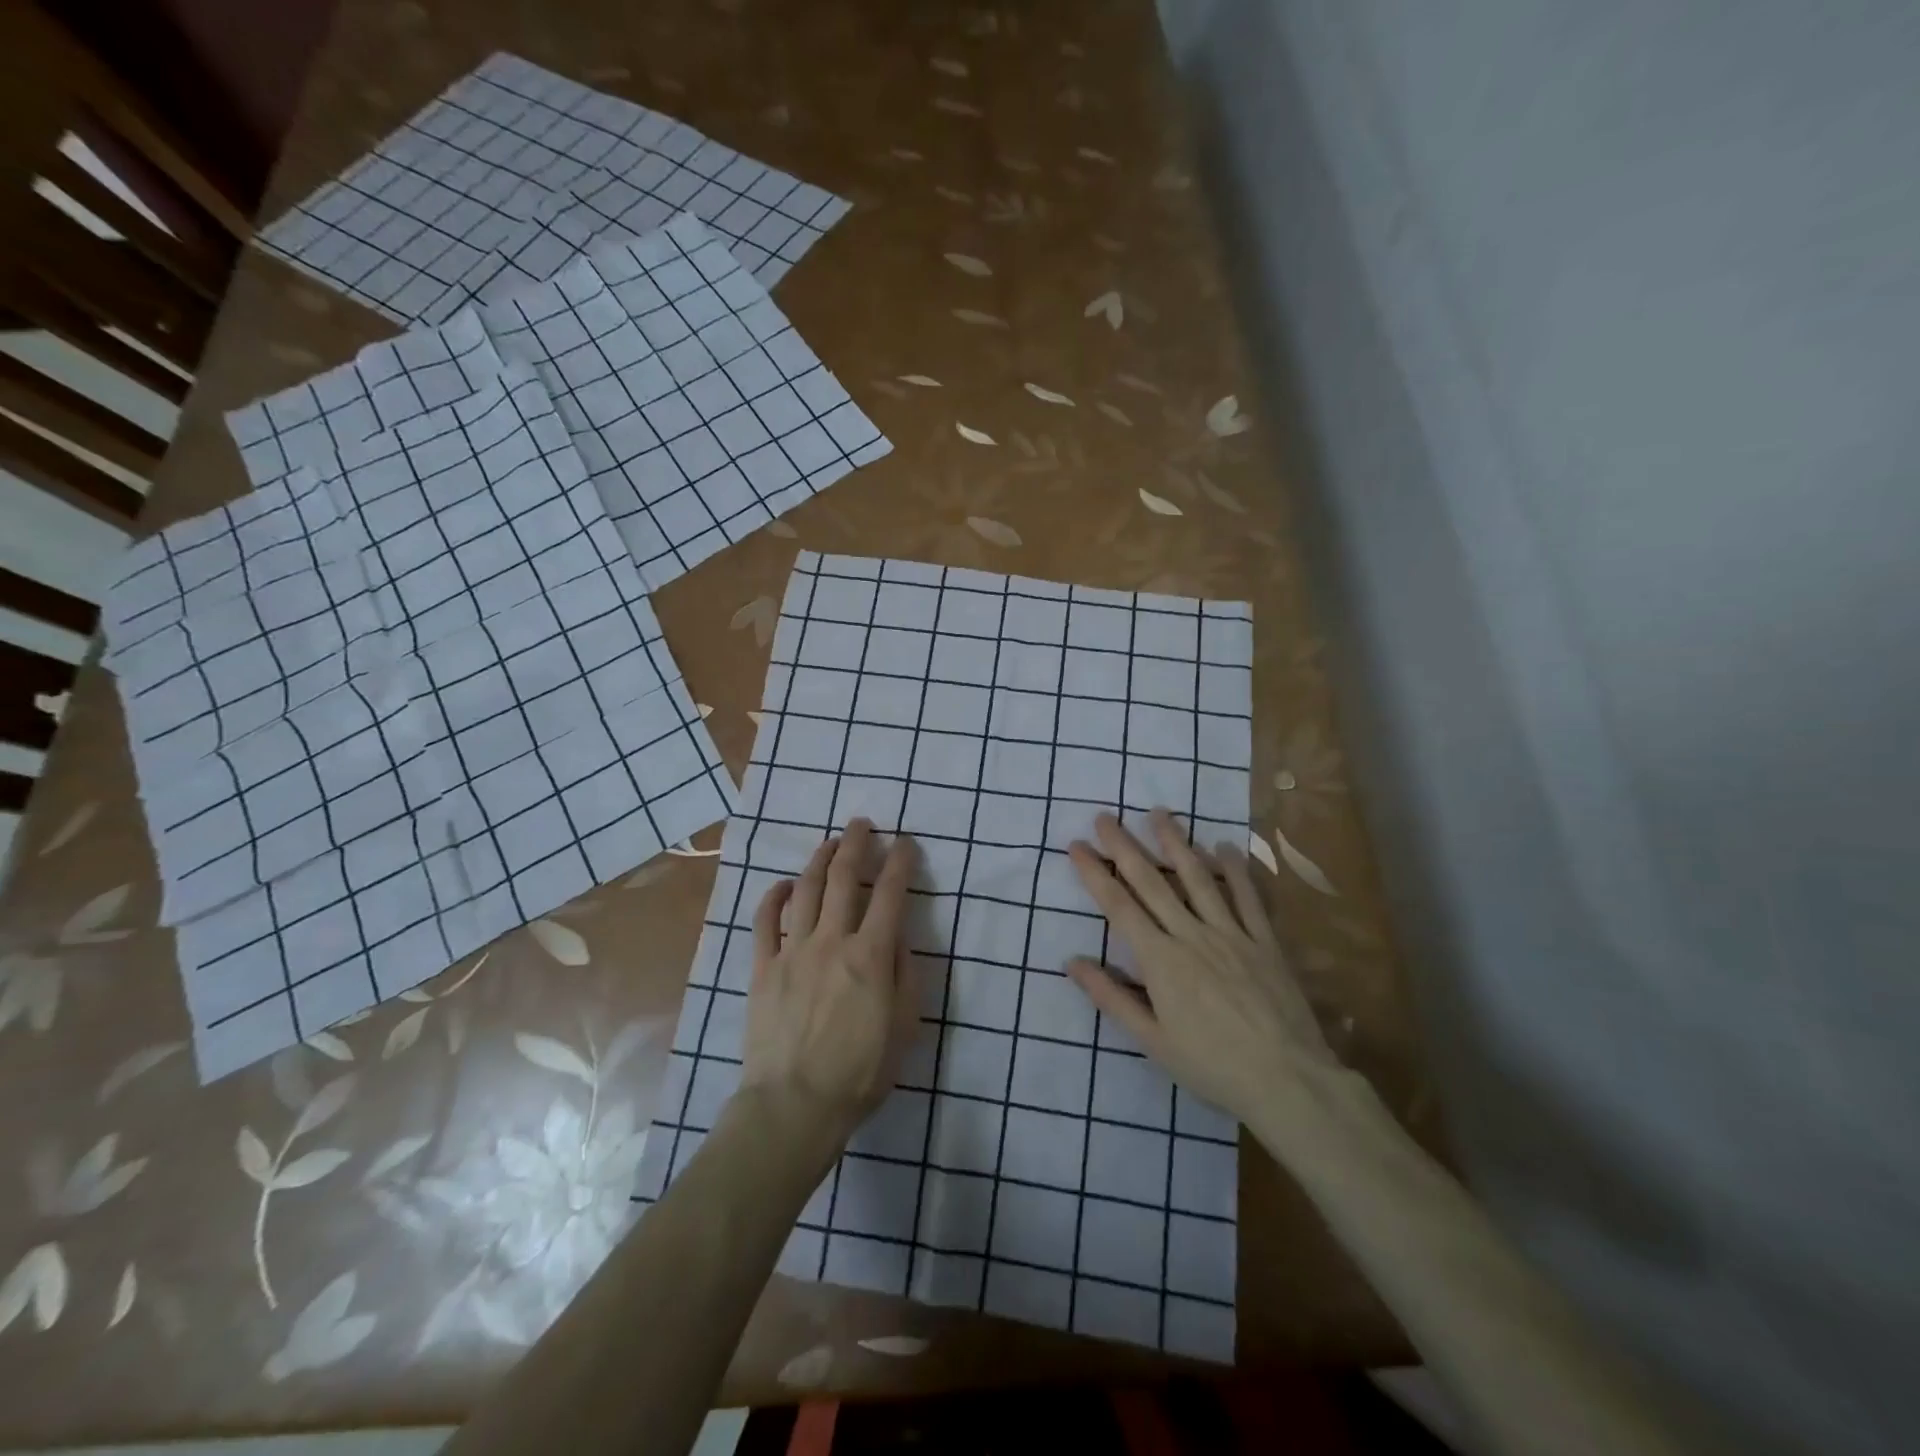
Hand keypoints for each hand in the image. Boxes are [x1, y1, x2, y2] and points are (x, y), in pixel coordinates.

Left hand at [740, 819, 919, 1146]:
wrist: (794, 1104)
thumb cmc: (860, 1072)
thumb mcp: (904, 1026)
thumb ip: (904, 974)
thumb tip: (897, 936)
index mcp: (871, 955)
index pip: (890, 894)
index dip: (900, 862)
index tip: (906, 842)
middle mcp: (832, 940)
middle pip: (844, 878)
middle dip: (856, 844)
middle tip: (862, 824)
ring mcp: (793, 950)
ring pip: (806, 890)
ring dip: (820, 860)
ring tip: (831, 843)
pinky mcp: (763, 967)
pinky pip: (765, 921)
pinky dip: (774, 896)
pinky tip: (783, 885)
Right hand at [1066, 810, 1341, 1127]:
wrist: (1287, 1080)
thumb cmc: (1211, 1065)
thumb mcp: (1152, 1041)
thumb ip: (1112, 998)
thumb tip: (1072, 963)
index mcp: (1160, 960)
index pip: (1119, 906)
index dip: (1095, 873)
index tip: (1077, 845)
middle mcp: (1191, 935)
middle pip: (1152, 882)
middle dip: (1124, 846)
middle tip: (1105, 817)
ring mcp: (1230, 933)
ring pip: (1198, 878)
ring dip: (1175, 843)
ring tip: (1159, 813)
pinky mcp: (1264, 940)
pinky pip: (1247, 897)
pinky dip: (1234, 870)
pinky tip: (1224, 845)